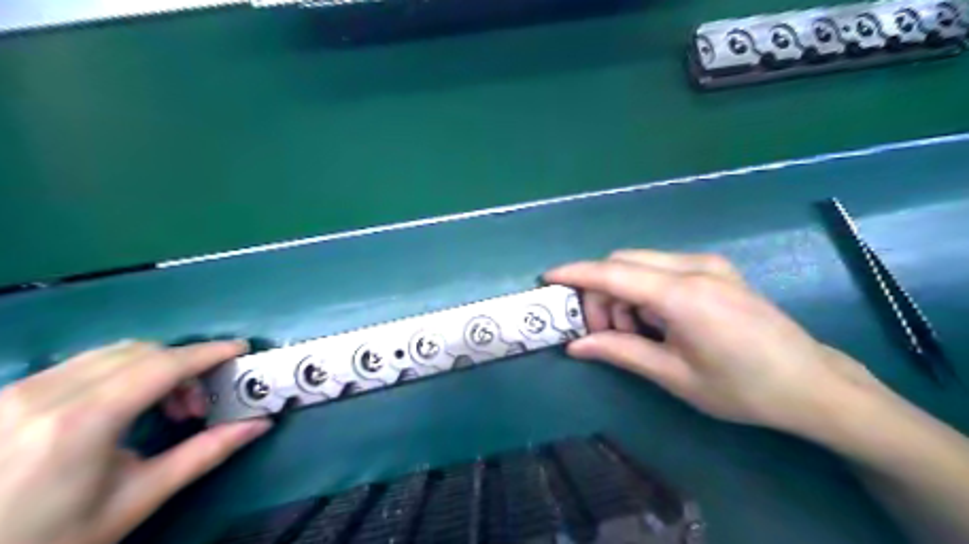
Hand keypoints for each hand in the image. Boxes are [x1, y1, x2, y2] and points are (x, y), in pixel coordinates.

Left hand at [1, 340, 269, 543]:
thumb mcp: (137, 499)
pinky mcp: (4, 396)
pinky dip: (120, 372)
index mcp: (81, 422)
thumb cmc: (54, 538)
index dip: (208, 352)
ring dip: (153, 366)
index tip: (241, 349)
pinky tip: (122, 405)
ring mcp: (16, 392)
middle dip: (183, 365)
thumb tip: (260, 424)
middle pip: (140, 351)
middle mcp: (45, 394)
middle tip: (197, 403)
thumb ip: (205, 453)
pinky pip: (81, 364)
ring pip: (110, 353)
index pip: (162, 365)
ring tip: (162, 406)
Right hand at [544, 251, 892, 436]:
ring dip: (623, 292)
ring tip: (635, 331)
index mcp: (683, 295)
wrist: (812, 383)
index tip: (548, 278)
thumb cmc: (742, 388)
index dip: (576, 274)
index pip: (613, 274)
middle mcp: (694, 267)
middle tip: (603, 332)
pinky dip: (644, 288)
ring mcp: (708, 264)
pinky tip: (656, 319)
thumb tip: (575, 346)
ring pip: (640, 263)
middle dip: (600, 292)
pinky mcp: (716, 269)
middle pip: (623, 263)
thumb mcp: (675, 376)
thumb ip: (621, 352)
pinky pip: (662, 267)